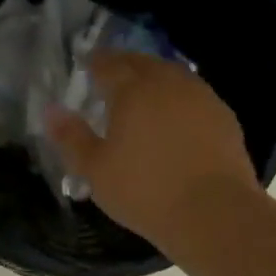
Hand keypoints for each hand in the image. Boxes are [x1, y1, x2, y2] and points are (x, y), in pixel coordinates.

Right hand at [45, 51, 260, 250]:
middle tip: (110, 76)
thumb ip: (71, 137)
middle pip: (142, 63)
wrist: (214, 212)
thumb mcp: (95, 169)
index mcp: (133, 89)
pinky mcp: (224, 117)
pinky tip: (174, 118)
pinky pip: (193, 96)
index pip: (108, 64)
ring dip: (153, 79)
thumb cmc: (144, 190)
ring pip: (171, 76)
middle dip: (123, 65)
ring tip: (141, 95)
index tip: (85, 65)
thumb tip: (51, 110)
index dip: (94, 63)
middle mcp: (168, 83)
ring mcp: (201, 97)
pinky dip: (177, 99)